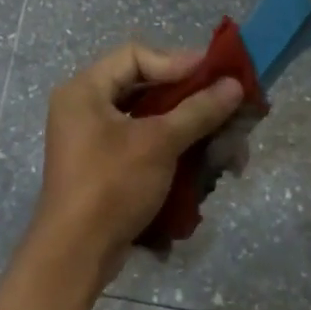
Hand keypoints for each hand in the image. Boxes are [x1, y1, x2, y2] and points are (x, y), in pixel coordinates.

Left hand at [20, 43, 245, 295]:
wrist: (76, 253)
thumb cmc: (112, 185)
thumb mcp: (158, 143)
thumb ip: (198, 110)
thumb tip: (234, 84)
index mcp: (85, 90)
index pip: (136, 56)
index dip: (178, 61)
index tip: (216, 74)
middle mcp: (85, 108)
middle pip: (145, 88)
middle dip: (191, 100)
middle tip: (228, 106)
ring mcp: (94, 140)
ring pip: (150, 120)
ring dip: (189, 130)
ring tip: (226, 144)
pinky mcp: (105, 167)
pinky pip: (144, 145)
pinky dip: (174, 151)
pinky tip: (206, 164)